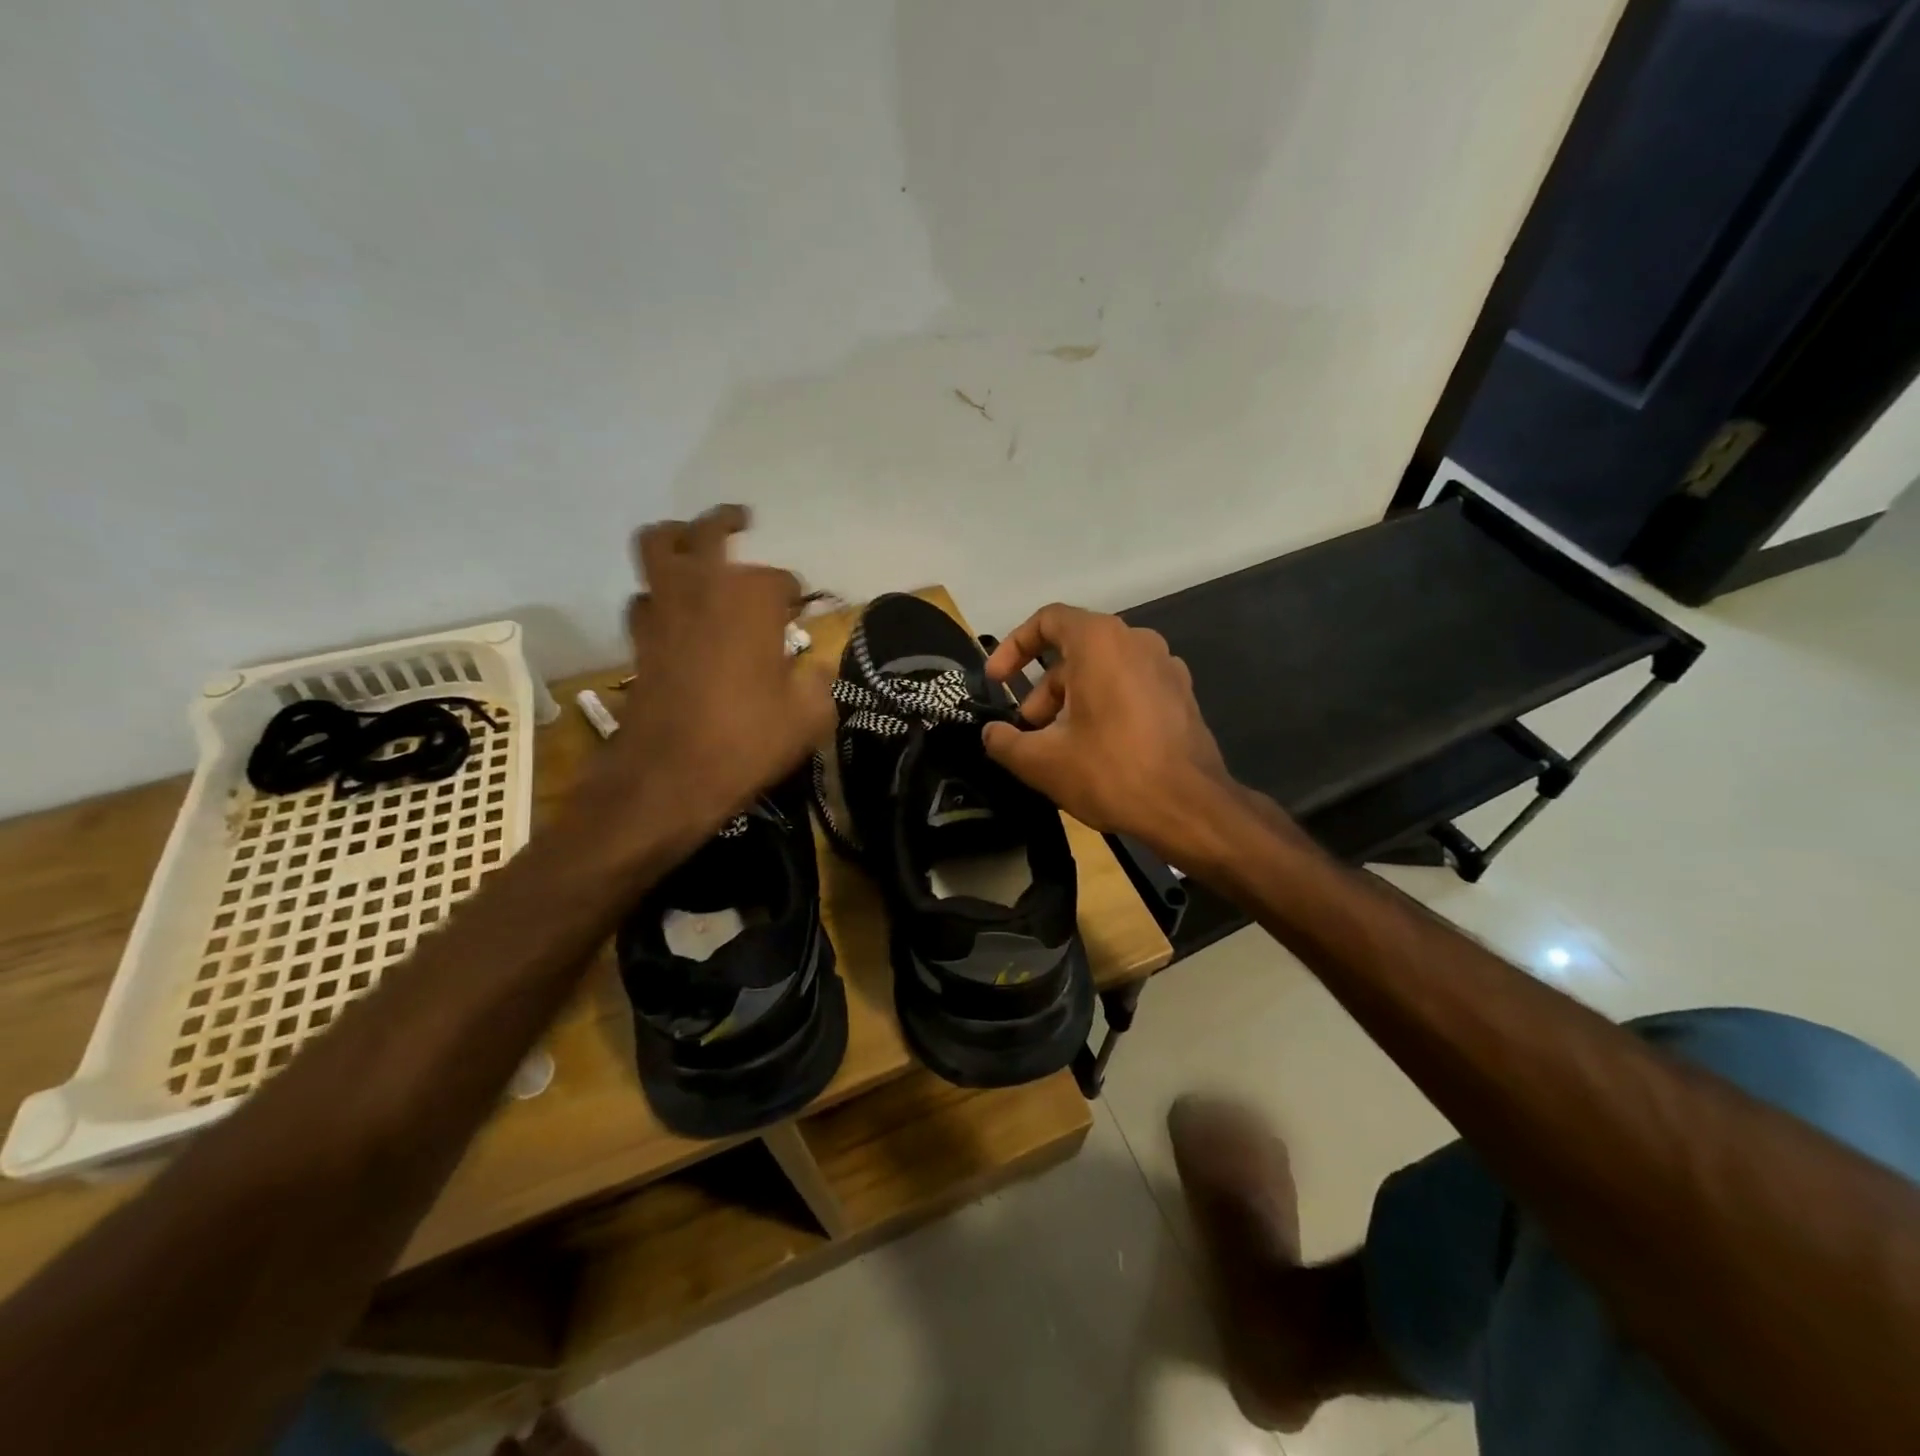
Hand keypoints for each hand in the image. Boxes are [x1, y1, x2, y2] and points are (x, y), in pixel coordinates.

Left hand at [582, 505, 832, 849]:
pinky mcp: (638, 636)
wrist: (669, 775)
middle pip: (707, 531)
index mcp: (753, 598)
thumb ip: (818, 677)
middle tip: (742, 521)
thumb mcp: (810, 714)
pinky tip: (676, 613)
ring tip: (697, 551)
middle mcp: (704, 586)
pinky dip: (660, 594)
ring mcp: (663, 607)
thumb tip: (810, 663)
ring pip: (658, 546)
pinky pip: (645, 595)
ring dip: (678, 541)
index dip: (794, 598)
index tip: (800, 618)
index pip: (781, 580)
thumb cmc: (748, 739)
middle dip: (727, 522)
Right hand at [981, 603, 1252, 865]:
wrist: (1190, 808)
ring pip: (1102, 672)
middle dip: (1042, 691)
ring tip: (1058, 748)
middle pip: (1074, 651)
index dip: (1013, 646)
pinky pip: (1129, 688)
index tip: (997, 681)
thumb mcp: (1042, 761)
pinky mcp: (1181, 695)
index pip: (1047, 620)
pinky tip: (1096, 751)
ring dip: (1071, 703)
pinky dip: (1104, 707)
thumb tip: (991, 734)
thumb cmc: (1111, 771)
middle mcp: (1136, 641)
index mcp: (1100, 641)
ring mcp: (1165, 667)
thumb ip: (1005, 742)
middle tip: (1028, 732)